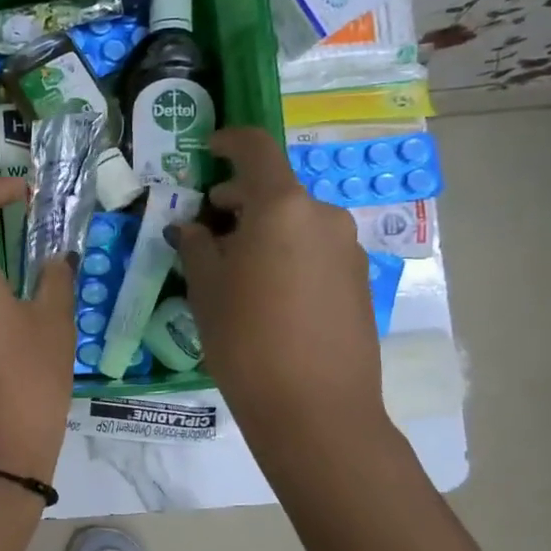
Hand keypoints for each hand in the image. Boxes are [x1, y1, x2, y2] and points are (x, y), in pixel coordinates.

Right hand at [173, 128, 386, 440]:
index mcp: (282, 206)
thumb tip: (192, 228)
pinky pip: (313, 249)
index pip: (256, 149)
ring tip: (232, 270)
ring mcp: (347, 248)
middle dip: (238, 200)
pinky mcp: (358, 280)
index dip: (230, 141)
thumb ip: (196, 246)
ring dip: (262, 230)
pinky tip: (265, 294)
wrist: (315, 409)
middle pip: (275, 189)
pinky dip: (285, 253)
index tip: (208, 150)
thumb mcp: (206, 289)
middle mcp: (322, 216)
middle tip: (205, 231)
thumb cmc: (246, 340)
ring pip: (295, 222)